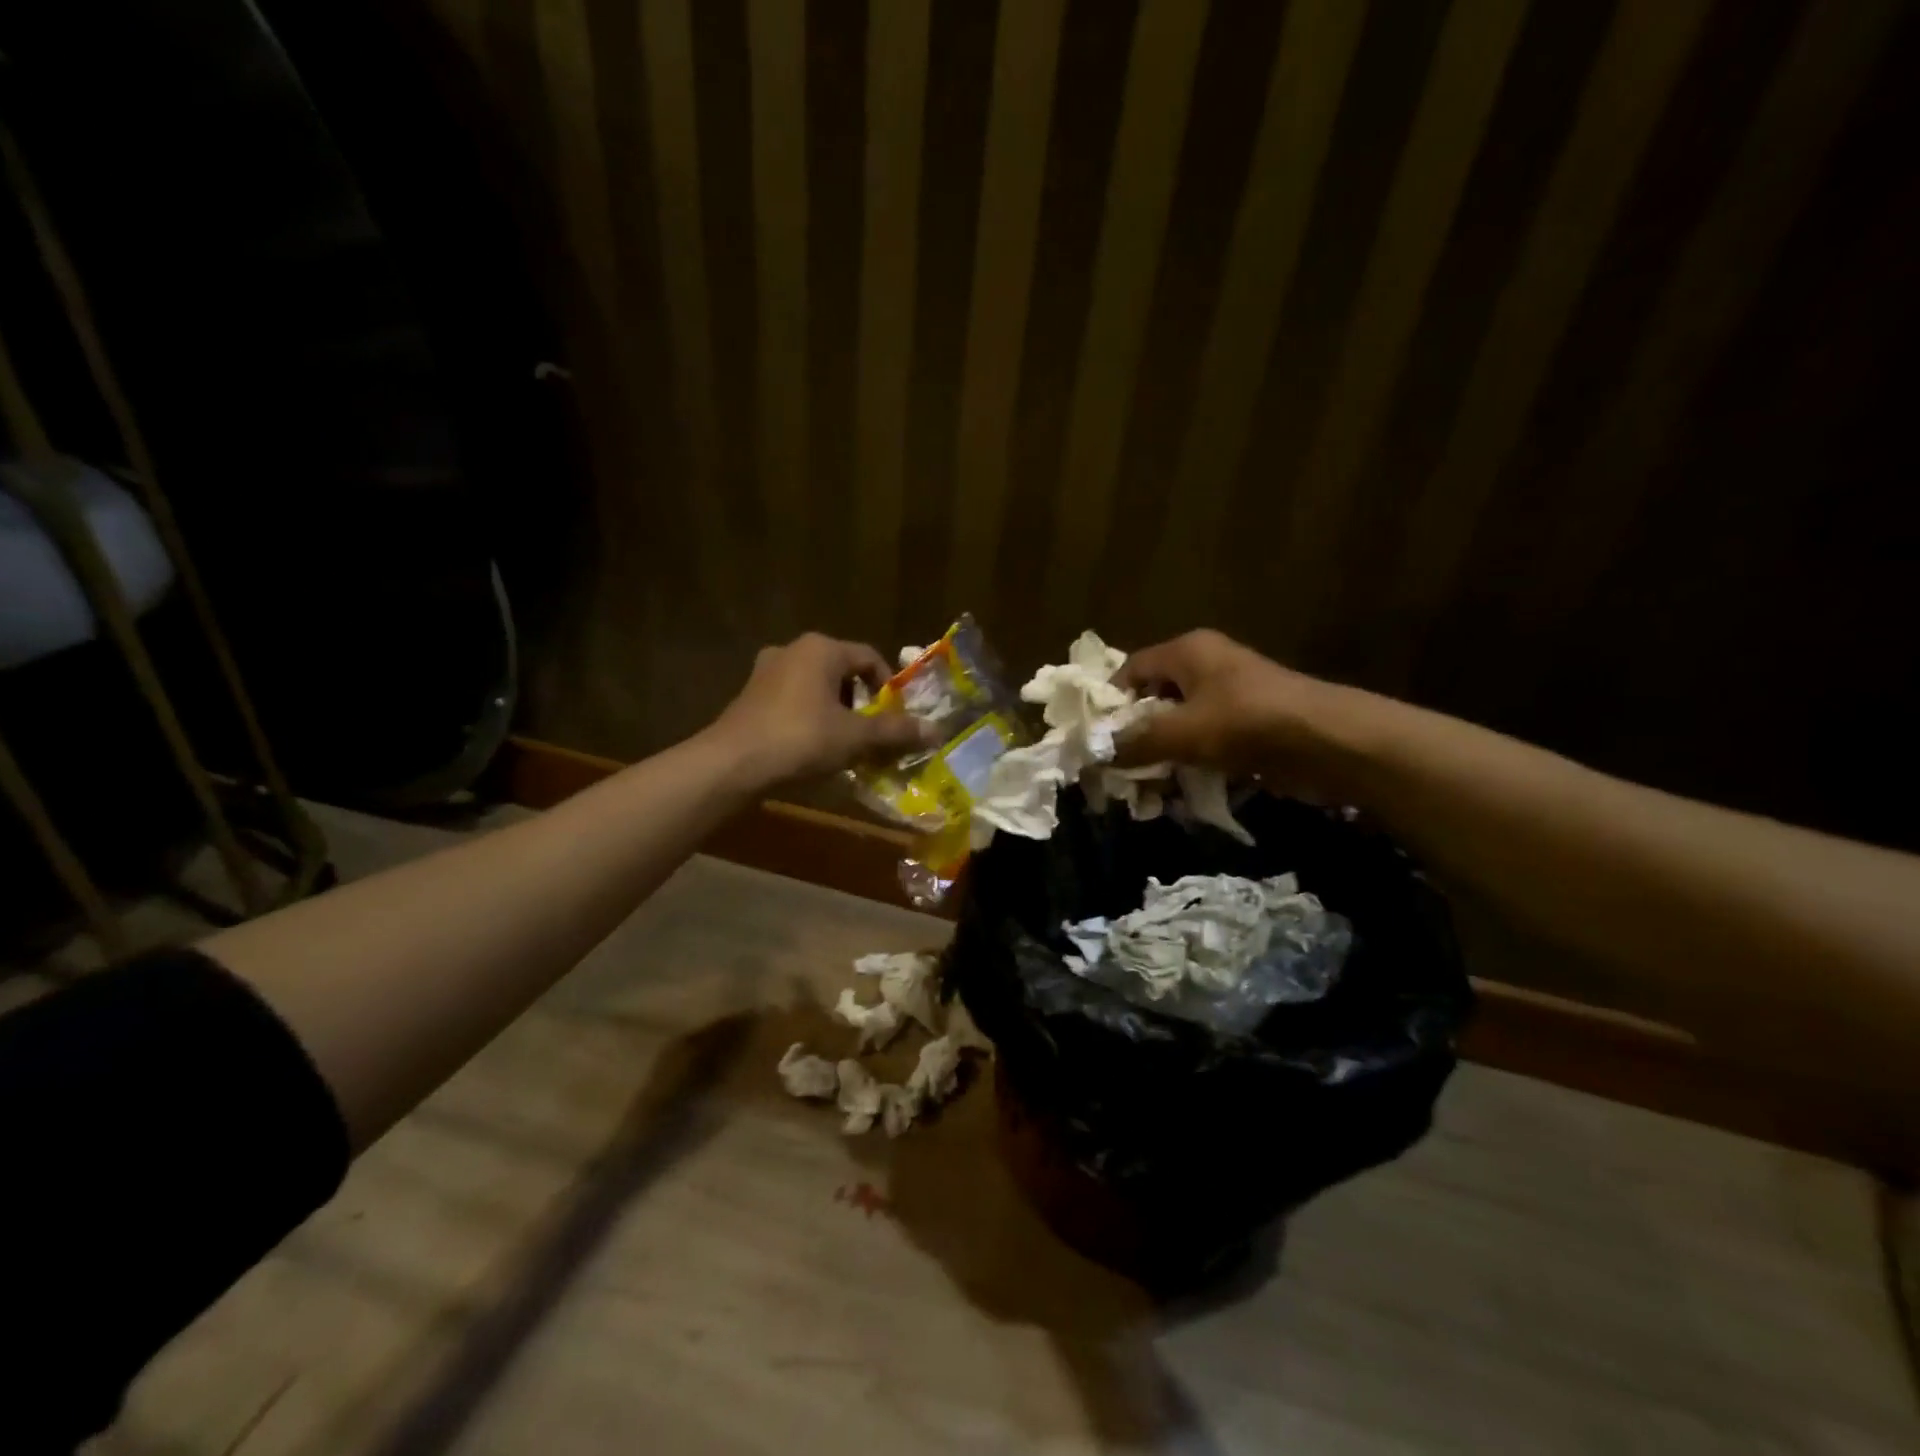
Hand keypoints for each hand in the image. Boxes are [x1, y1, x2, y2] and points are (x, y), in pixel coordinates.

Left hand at [706, 633, 933, 786]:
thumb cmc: (800, 739)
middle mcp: (793, 650)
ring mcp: (766, 671)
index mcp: (822, 649)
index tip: (895, 719)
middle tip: (872, 733)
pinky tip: (812, 747)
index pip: (870, 658)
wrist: (732, 764)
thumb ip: (895, 731)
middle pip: (843, 672)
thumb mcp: (855, 737)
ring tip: (845, 744)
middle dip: (862, 703)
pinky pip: (793, 701)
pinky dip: (810, 718)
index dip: (889, 689)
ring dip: (836, 712)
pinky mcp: (750, 695)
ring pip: (817, 688)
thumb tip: (936, 732)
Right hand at [1114, 630, 1369, 804]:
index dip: (1110, 701)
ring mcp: (1230, 694)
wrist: (1329, 741)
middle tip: (1117, 767)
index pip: (1131, 668)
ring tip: (1145, 787)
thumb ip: (1136, 742)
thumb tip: (1096, 753)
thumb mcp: (1183, 733)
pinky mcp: (1248, 723)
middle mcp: (1206, 665)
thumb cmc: (1247, 723)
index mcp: (1187, 651)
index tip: (1096, 738)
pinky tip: (1179, 789)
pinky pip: (1206, 739)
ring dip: (1162, 753)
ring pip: (1180, 723)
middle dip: (1135, 733)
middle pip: (1154, 697)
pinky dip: (1190, 761)